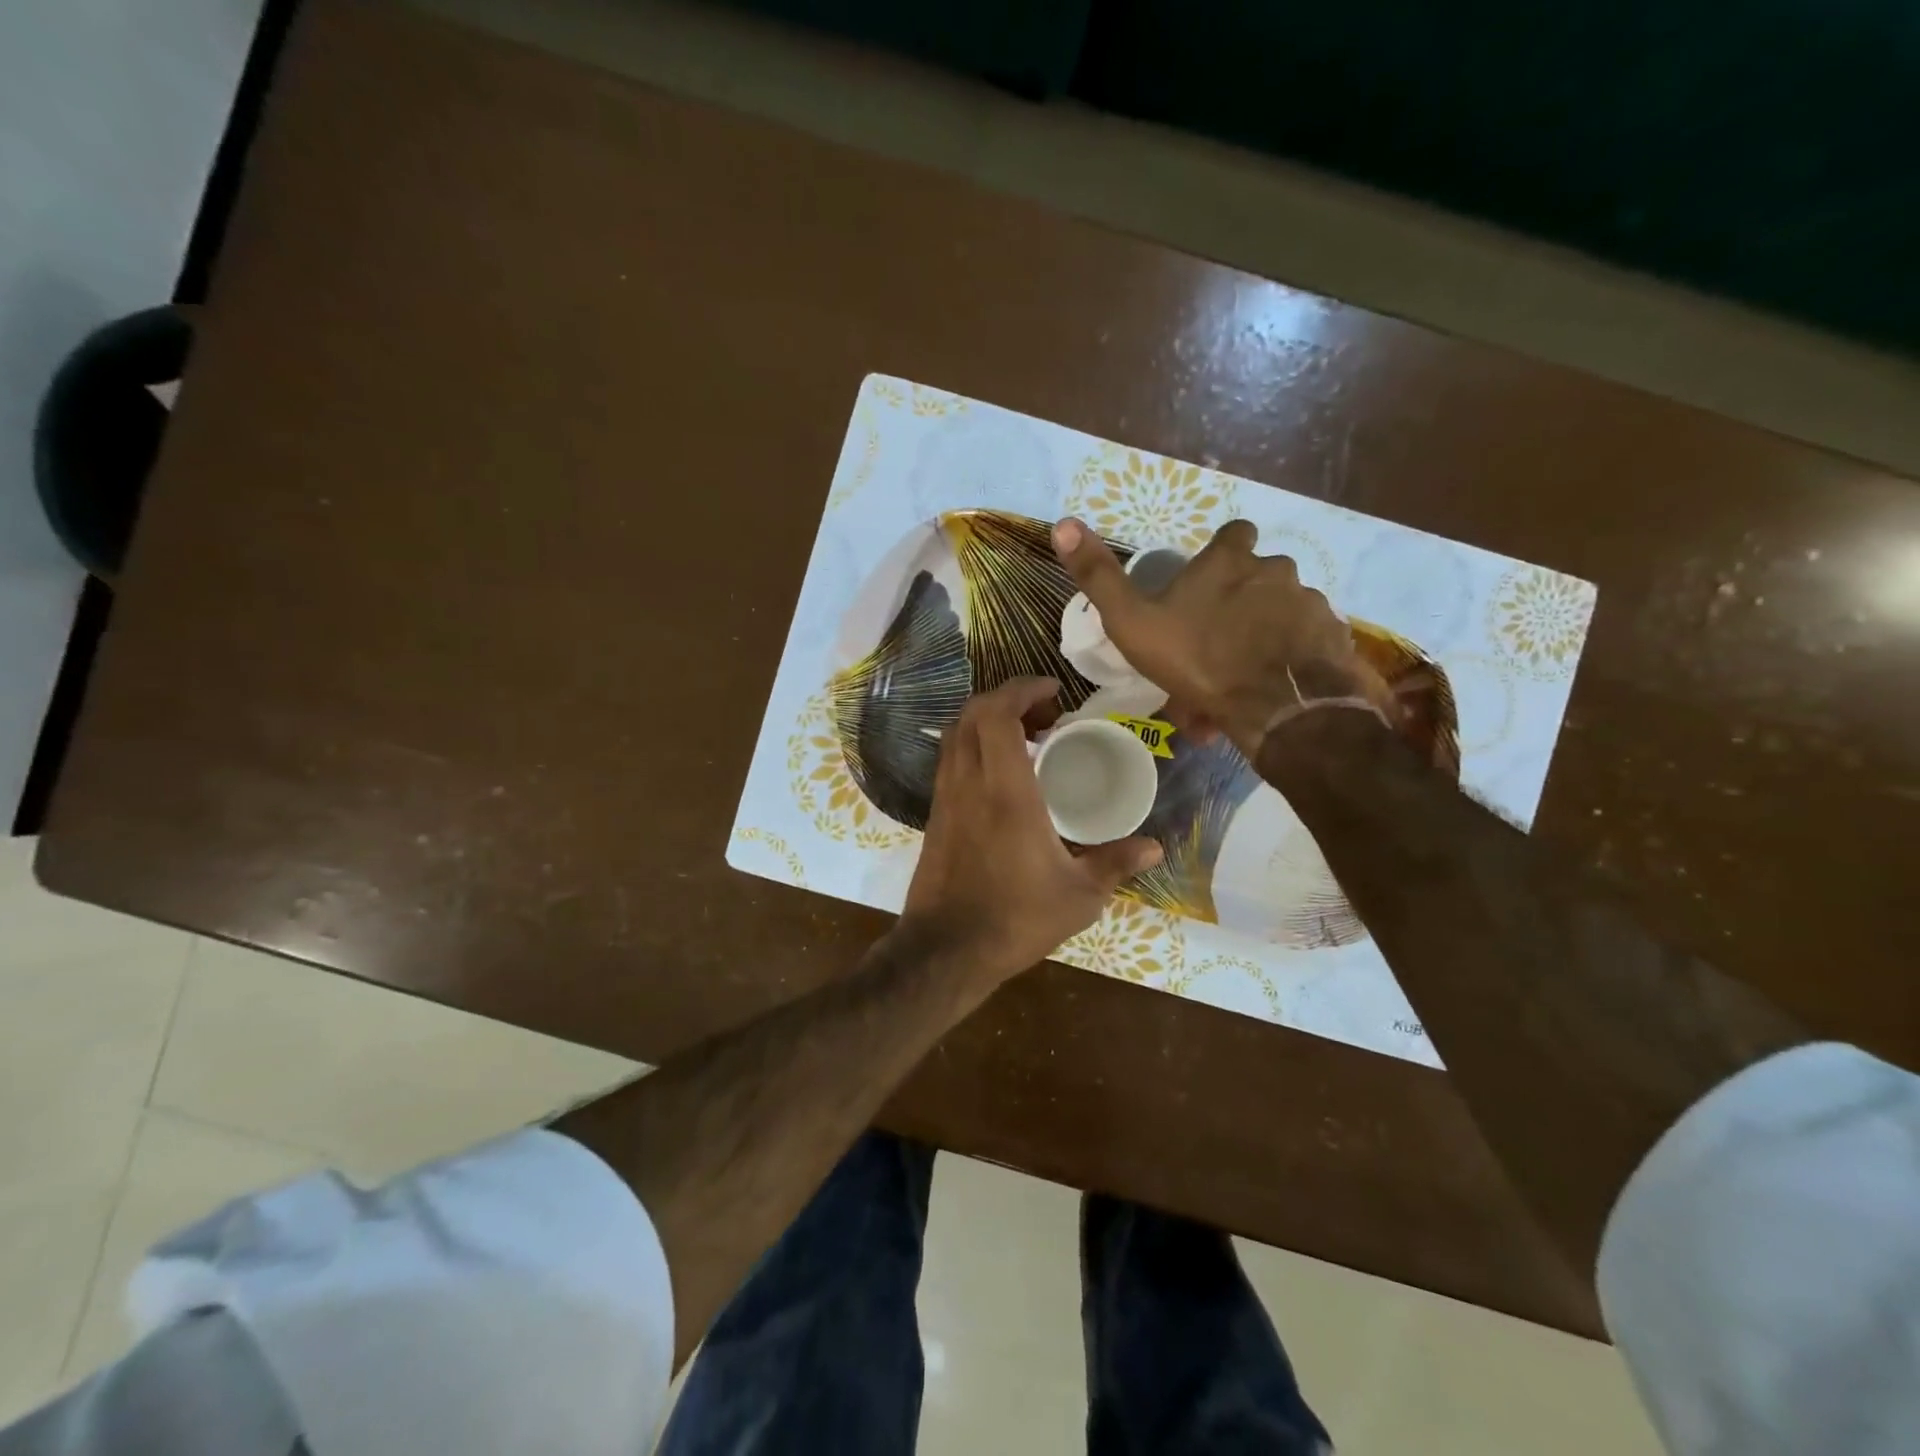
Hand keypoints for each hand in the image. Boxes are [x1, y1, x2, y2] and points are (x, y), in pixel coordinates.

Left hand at [901, 677, 1162, 984]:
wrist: (945, 951)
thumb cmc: (1014, 920)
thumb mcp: (1078, 897)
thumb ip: (1116, 864)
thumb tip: (1155, 846)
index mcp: (1005, 792)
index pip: (998, 714)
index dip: (1023, 689)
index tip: (1054, 691)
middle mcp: (968, 783)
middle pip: (973, 712)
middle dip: (1008, 698)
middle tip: (1046, 716)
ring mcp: (945, 797)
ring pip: (956, 733)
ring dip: (988, 721)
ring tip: (1028, 740)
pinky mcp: (934, 814)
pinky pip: (951, 759)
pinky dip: (975, 745)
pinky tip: (1003, 775)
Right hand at [1052, 517, 1392, 755]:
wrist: (1277, 707)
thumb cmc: (1198, 658)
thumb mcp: (1132, 622)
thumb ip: (1099, 577)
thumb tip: (1063, 523)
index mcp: (1229, 561)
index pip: (1232, 534)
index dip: (1220, 555)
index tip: (1207, 583)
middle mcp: (1276, 570)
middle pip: (1256, 581)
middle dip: (1237, 609)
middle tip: (1210, 655)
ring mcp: (1310, 604)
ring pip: (1277, 621)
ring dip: (1257, 646)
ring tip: (1233, 690)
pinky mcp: (1334, 639)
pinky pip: (1303, 649)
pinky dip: (1284, 666)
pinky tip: (1265, 697)